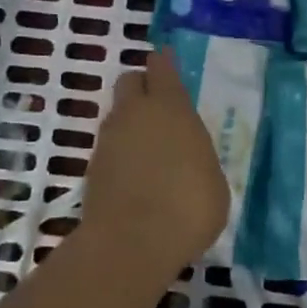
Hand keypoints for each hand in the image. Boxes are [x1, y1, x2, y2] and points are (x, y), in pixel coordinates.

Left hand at [80, 51, 229, 284]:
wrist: (131, 243)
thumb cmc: (187, 207)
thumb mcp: (213, 181)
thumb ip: (197, 157)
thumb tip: (188, 158)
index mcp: (170, 106)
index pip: (161, 67)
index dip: (164, 63)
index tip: (168, 63)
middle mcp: (135, 112)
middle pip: (131, 81)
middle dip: (142, 86)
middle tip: (159, 107)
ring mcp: (109, 138)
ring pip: (118, 113)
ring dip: (131, 122)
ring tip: (150, 150)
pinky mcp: (93, 165)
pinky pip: (110, 145)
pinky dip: (121, 152)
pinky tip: (136, 175)